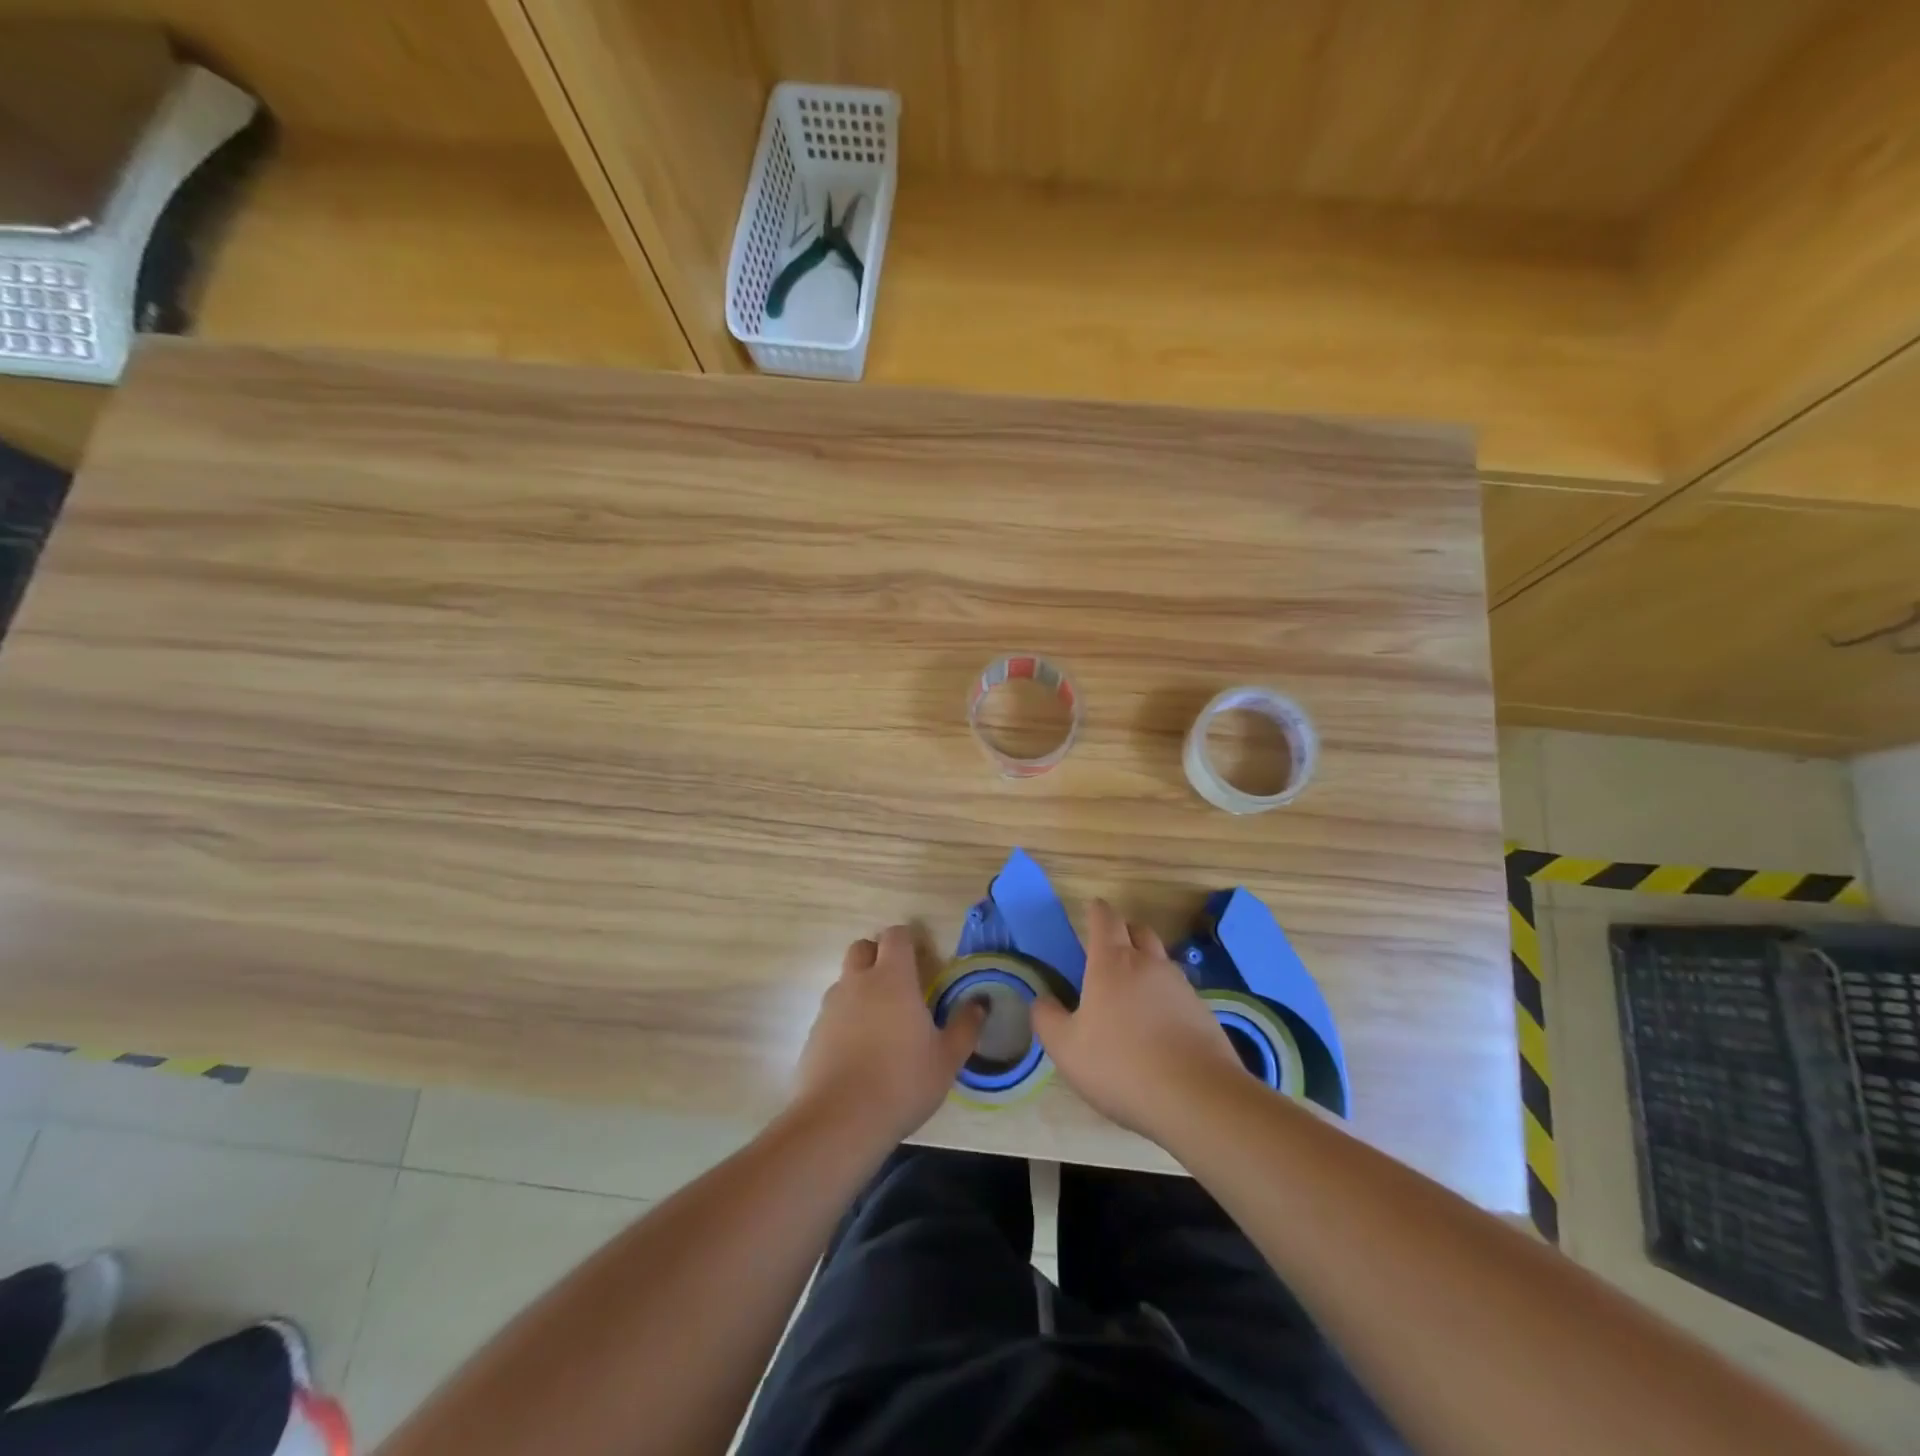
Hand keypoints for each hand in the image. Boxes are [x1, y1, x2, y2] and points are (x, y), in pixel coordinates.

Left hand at [794, 925, 986, 1146]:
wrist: (839, 1121)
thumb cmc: (902, 1083)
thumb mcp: (947, 1059)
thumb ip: (965, 1026)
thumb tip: (981, 1002)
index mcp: (892, 978)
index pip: (895, 936)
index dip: (908, 941)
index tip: (922, 960)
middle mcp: (857, 983)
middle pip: (862, 948)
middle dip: (878, 956)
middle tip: (899, 984)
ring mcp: (831, 1007)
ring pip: (845, 980)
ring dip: (861, 988)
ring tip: (880, 1023)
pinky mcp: (813, 1033)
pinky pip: (832, 1012)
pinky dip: (845, 1019)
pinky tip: (859, 1052)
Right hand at [1033, 899, 1240, 1139]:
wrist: (1198, 1098)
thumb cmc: (1121, 1066)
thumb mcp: (1066, 1049)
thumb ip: (1047, 1019)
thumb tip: (1042, 1000)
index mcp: (1112, 962)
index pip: (1105, 918)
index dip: (1096, 911)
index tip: (1090, 912)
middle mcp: (1149, 963)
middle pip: (1138, 930)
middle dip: (1123, 932)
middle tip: (1107, 952)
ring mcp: (1181, 986)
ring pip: (1160, 960)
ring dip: (1145, 965)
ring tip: (1131, 996)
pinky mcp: (1203, 1012)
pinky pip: (1178, 992)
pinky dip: (1165, 998)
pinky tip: (1158, 1028)